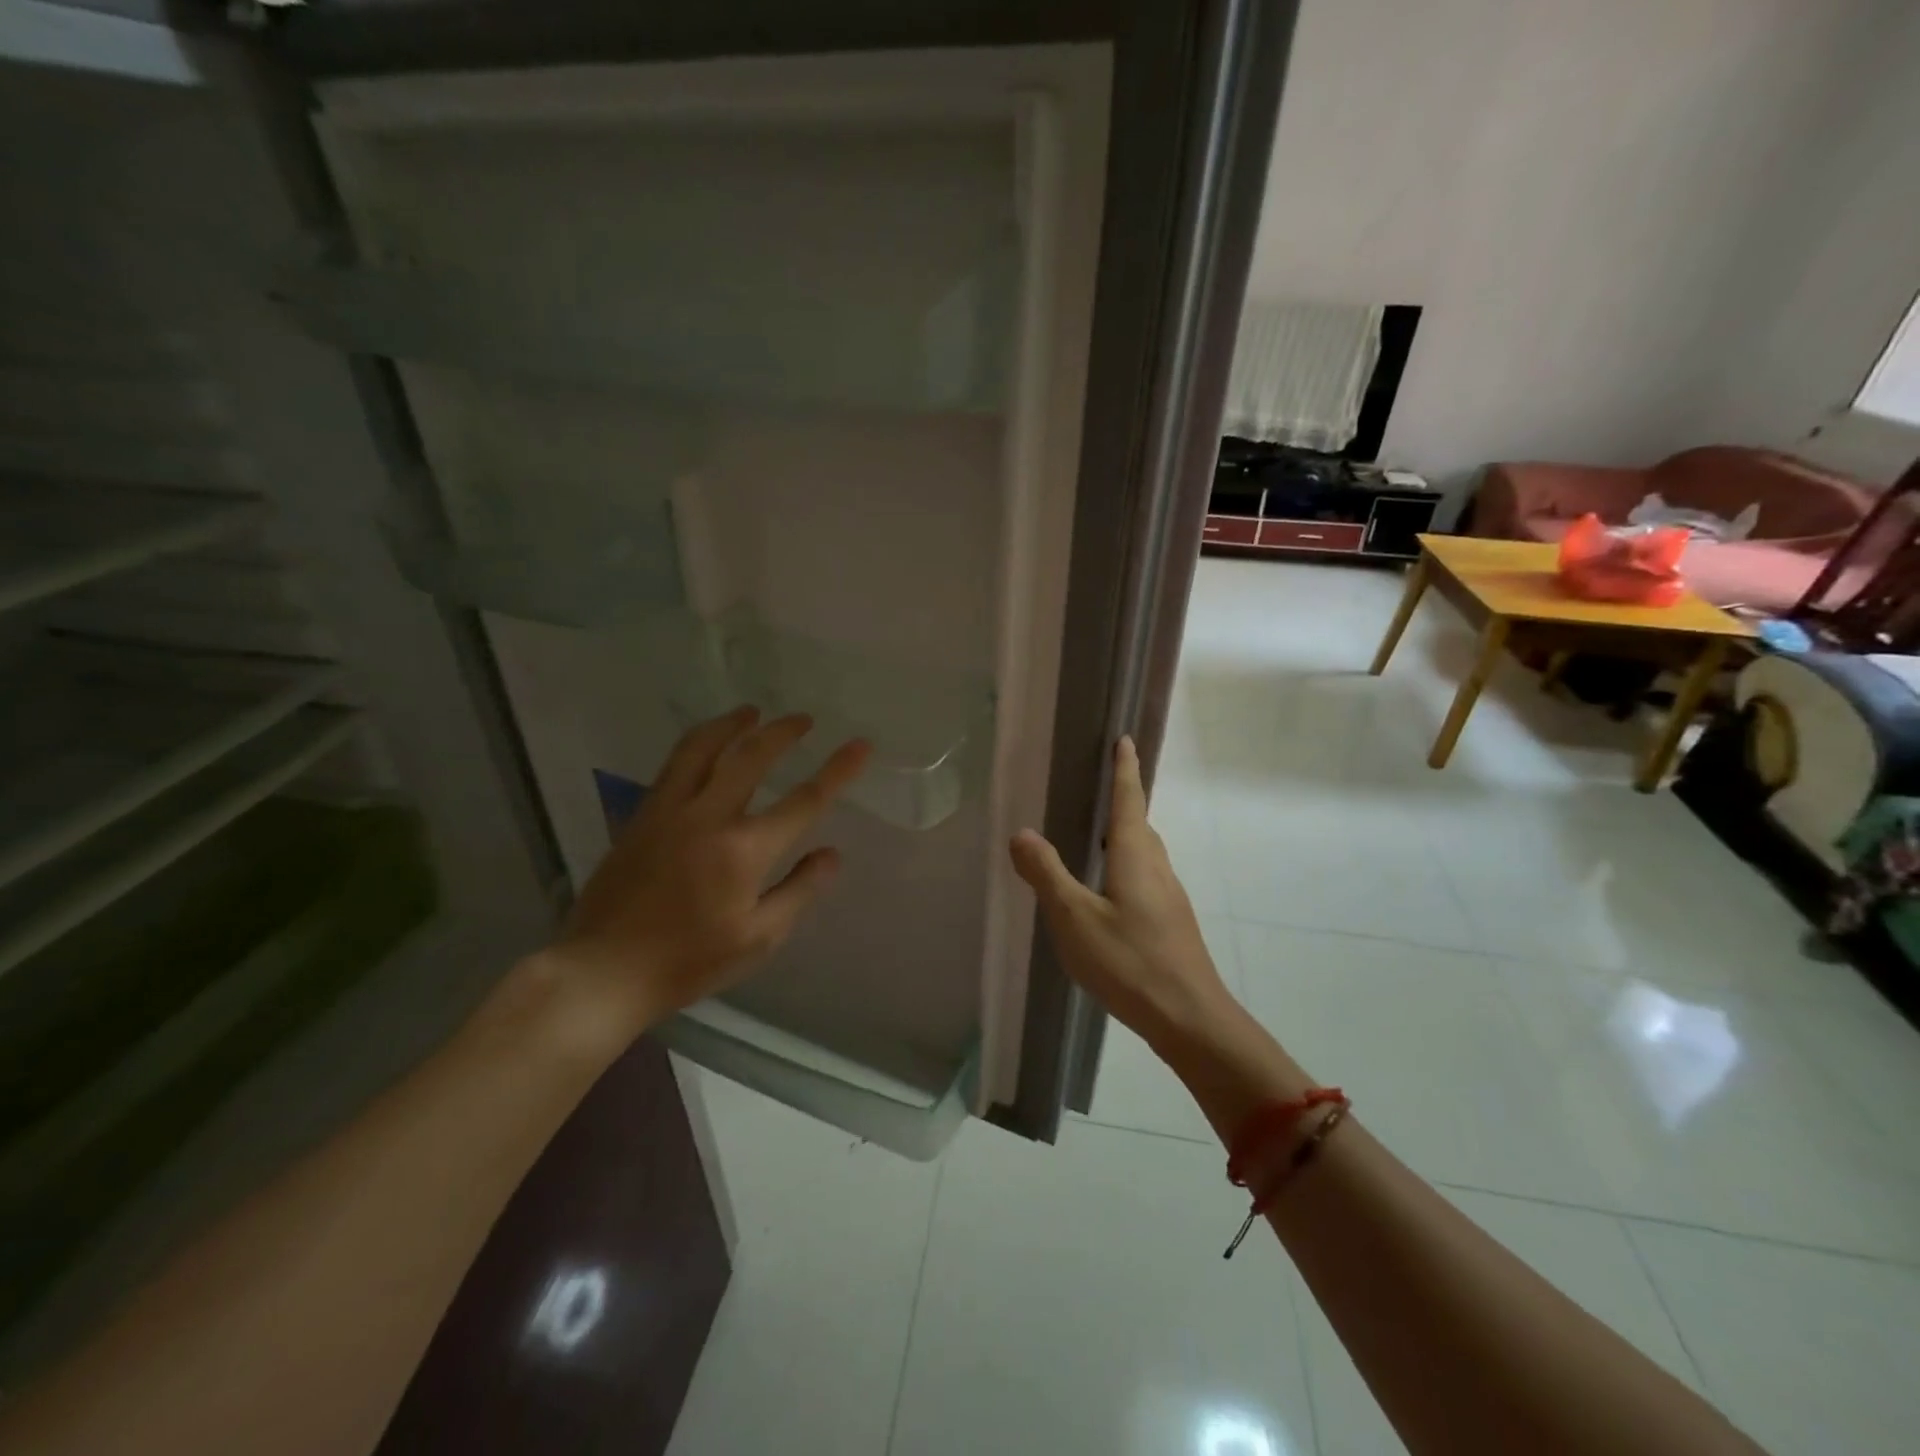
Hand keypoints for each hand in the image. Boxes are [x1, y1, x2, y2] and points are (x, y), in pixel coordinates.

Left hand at [542, 706, 869, 1040]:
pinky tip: (706, 745)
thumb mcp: (759, 939)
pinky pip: (673, 765)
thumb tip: (831, 854)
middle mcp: (708, 817)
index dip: (838, 770)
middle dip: (783, 732)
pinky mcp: (641, 816)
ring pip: (702, 748)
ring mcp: (669, 811)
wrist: (604, 970)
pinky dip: (697, 744)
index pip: (804, 801)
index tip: (860, 745)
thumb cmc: (689, 961)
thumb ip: (799, 890)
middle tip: (803, 719)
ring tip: (750, 712)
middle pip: (751, 756)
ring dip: (731, 724)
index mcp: (744, 850)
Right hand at [1008, 736, 1232, 1043]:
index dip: (1124, 769)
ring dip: (1125, 835)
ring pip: (1145, 853)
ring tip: (1098, 836)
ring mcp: (1168, 897)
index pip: (1129, 799)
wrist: (1189, 1018)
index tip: (1124, 740)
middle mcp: (1157, 868)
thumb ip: (1046, 874)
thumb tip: (1022, 832)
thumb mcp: (1074, 918)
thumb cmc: (1129, 961)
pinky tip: (1109, 892)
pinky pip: (1146, 877)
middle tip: (1102, 785)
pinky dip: (1127, 866)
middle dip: (1124, 801)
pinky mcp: (1171, 922)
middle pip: (1140, 824)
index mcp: (1134, 856)